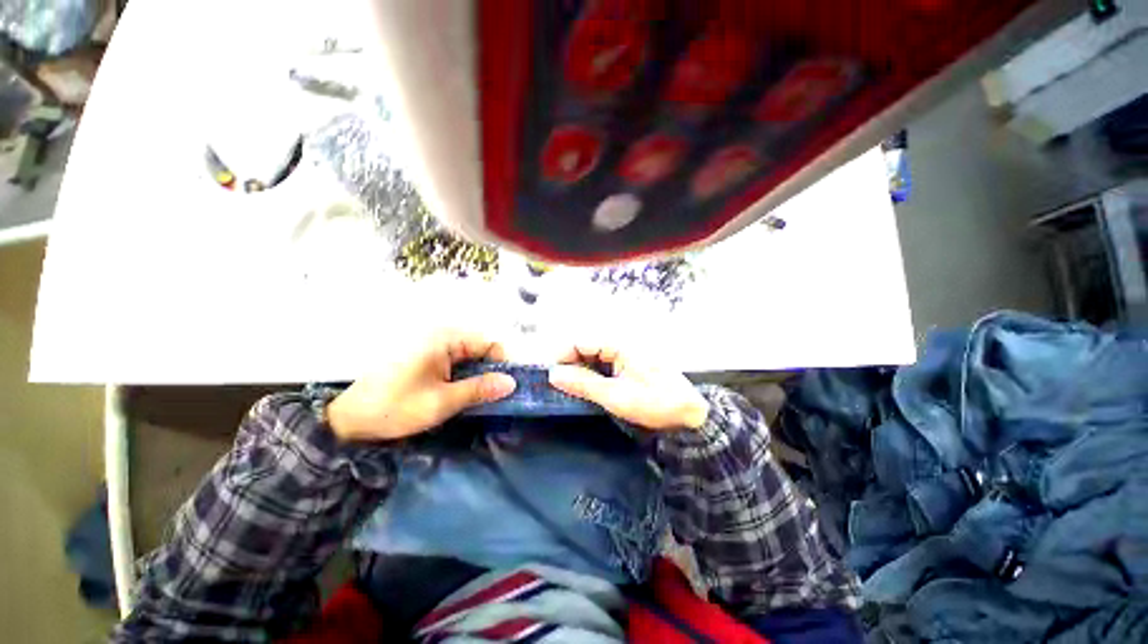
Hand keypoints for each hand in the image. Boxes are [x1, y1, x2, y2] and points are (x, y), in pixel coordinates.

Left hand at [327, 330, 516, 441]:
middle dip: (491, 369)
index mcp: (444, 339)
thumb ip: (479, 389)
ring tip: (481, 397)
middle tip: (496, 395)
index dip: (502, 363)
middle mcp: (439, 335)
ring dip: (477, 374)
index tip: (508, 386)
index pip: (488, 343)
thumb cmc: (396, 408)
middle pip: (479, 348)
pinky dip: (463, 375)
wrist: (348, 420)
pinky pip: (454, 360)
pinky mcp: (423, 356)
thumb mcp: (442, 402)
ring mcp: (430, 345)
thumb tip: (512, 382)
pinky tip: (461, 392)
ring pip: (468, 355)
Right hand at [548, 343, 708, 430]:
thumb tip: (552, 374)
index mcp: (619, 343)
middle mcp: (620, 342)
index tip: (551, 376)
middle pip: (585, 346)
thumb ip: (583, 383)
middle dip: (569, 364)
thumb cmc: (654, 402)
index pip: (580, 340)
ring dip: (580, 371)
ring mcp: (625, 352)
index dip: (562, 356)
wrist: (689, 413)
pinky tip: (588, 389)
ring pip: (592, 356)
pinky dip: (592, 375)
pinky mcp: (628, 363)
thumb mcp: (615, 396)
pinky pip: (603, 363)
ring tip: (571, 390)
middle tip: (559, 387)